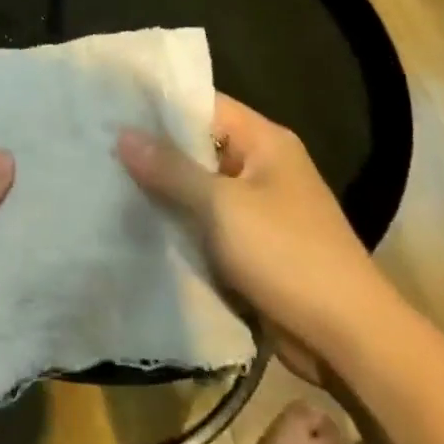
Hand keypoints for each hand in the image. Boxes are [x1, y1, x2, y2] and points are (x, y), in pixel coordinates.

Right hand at [117, 95, 386, 387]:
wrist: (346, 338)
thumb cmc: (287, 255)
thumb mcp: (222, 206)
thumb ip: (171, 169)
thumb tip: (123, 134)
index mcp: (265, 142)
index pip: (205, 105)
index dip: (159, 106)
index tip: (110, 107)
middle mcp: (262, 167)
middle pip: (198, 147)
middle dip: (153, 151)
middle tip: (97, 146)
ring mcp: (258, 209)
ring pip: (198, 189)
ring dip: (162, 191)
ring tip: (104, 181)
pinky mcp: (252, 247)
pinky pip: (206, 224)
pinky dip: (177, 224)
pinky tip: (133, 223)